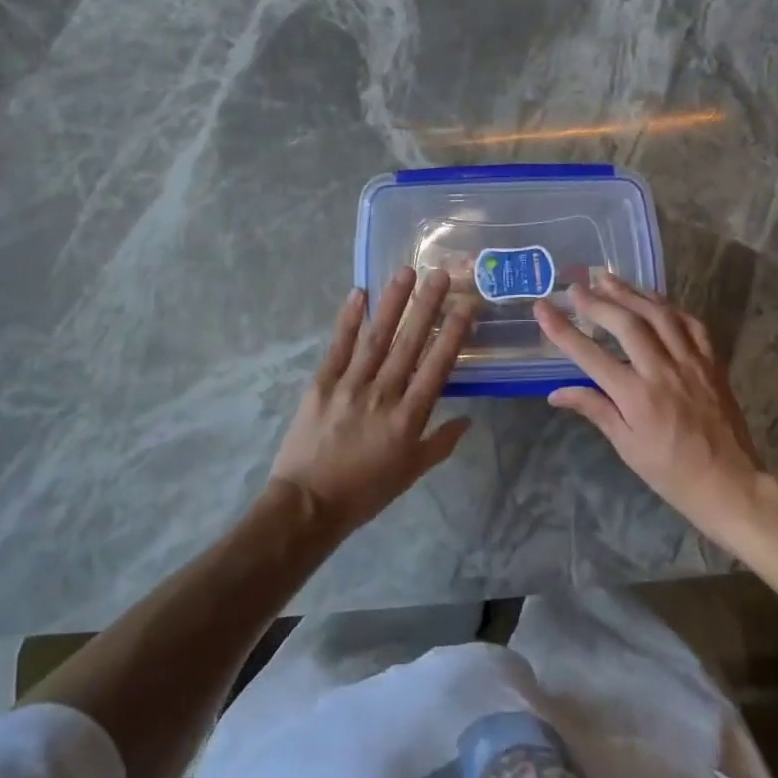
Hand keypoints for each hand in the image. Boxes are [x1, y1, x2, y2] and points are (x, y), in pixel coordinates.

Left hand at [268, 268, 473, 535]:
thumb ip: (440, 443)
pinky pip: (338, 346)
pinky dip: (349, 319)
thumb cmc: (365, 492)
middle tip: (440, 274)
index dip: (453, 334)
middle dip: (426, 306)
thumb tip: (468, 419)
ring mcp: (350, 385)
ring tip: (405, 272)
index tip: (466, 306)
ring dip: (392, 303)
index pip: (437, 367)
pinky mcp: (321, 383)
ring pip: (376, 337)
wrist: (308, 504)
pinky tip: (359, 293)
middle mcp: (383, 394)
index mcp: (408, 418)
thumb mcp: (410, 473)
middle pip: (409, 343)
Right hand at [534, 271, 766, 539]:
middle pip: (626, 325)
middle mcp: (663, 372)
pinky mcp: (712, 363)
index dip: (563, 329)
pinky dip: (669, 306)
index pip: (590, 355)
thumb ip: (595, 410)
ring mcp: (691, 363)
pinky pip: (690, 324)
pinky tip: (653, 300)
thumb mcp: (626, 446)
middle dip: (598, 302)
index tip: (542, 307)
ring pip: (659, 315)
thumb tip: (556, 393)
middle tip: (576, 288)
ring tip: (608, 280)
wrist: (731, 484)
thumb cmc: (670, 472)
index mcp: (637, 397)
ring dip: (631, 293)